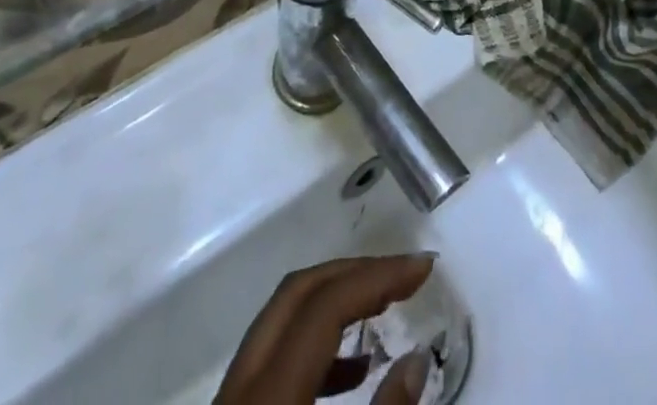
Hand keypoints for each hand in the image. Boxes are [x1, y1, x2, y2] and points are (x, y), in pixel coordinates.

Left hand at [214, 254, 435, 404]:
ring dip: (335, 302)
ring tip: (385, 307)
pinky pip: (275, 354)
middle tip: (403, 274)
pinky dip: (316, 344)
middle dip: (354, 273)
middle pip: (299, 291)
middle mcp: (243, 378)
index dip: (378, 276)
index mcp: (268, 388)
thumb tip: (417, 358)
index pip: (327, 304)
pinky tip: (354, 368)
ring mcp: (231, 395)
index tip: (425, 265)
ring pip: (283, 318)